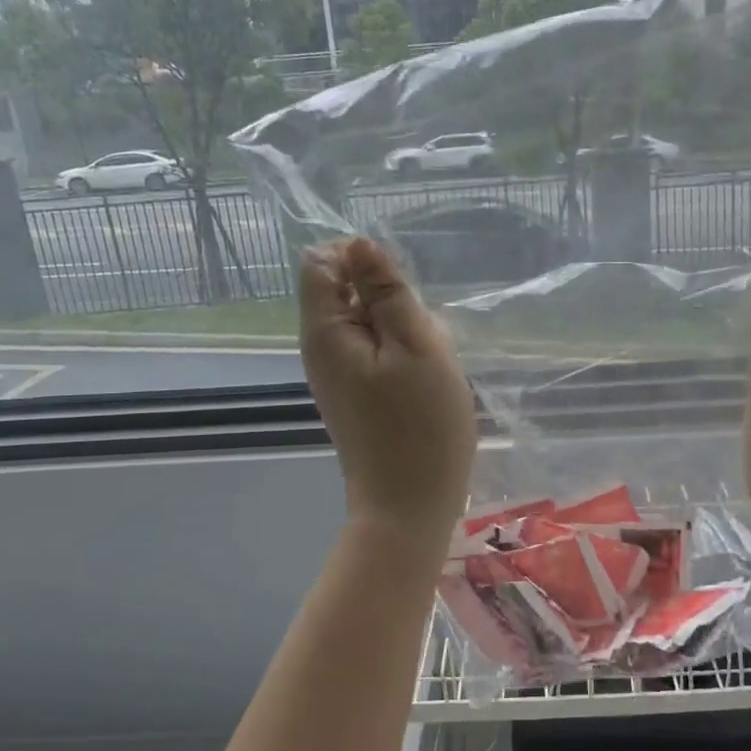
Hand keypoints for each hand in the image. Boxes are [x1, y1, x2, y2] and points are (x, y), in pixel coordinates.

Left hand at [299, 238, 476, 550]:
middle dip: (391, 298)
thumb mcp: (416, 346)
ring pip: (370, 320)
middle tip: (422, 336)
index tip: (401, 287)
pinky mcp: (357, 391)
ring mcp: (338, 372)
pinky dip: (404, 352)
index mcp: (326, 331)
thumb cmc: (421, 425)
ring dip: (405, 328)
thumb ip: (387, 291)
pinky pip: (377, 349)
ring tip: (430, 362)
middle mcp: (322, 347)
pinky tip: (426, 379)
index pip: (320, 262)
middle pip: (347, 289)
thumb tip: (360, 244)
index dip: (359, 257)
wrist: (410, 506)